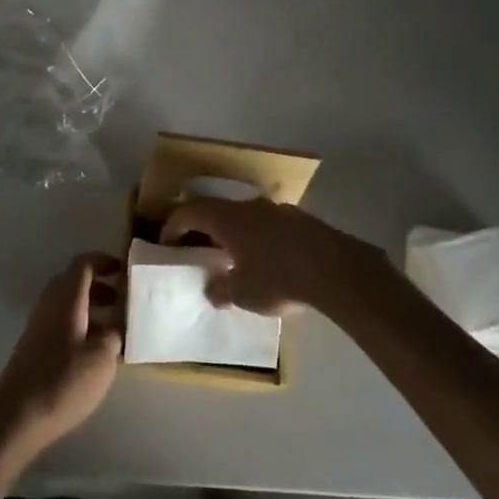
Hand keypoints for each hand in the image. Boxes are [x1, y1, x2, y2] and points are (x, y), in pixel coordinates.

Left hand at [0, 252, 122, 449]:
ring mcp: (38, 324)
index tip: (124, 271)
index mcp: (67, 297)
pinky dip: (79, 326)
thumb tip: (117, 325)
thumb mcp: (102, 358)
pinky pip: (60, 322)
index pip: (84, 263)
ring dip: (90, 308)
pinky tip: (92, 352)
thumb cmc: (63, 380)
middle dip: (100, 286)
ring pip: (67, 304)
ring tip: (113, 330)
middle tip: (122, 301)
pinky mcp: (34, 346)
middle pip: (74, 281)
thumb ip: (114, 334)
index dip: (104, 261)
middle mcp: (50, 303)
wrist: (17, 415)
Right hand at [160, 197, 373, 314]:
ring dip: (235, 233)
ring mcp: (276, 210)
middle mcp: (248, 206)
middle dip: (205, 228)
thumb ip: (221, 289)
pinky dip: (260, 239)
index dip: (173, 226)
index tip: (166, 241)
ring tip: (235, 257)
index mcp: (227, 218)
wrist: (333, 268)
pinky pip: (269, 226)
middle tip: (198, 248)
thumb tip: (211, 289)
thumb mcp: (241, 293)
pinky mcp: (300, 220)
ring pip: (246, 217)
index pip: (189, 212)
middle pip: (218, 211)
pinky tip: (268, 261)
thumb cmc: (276, 277)